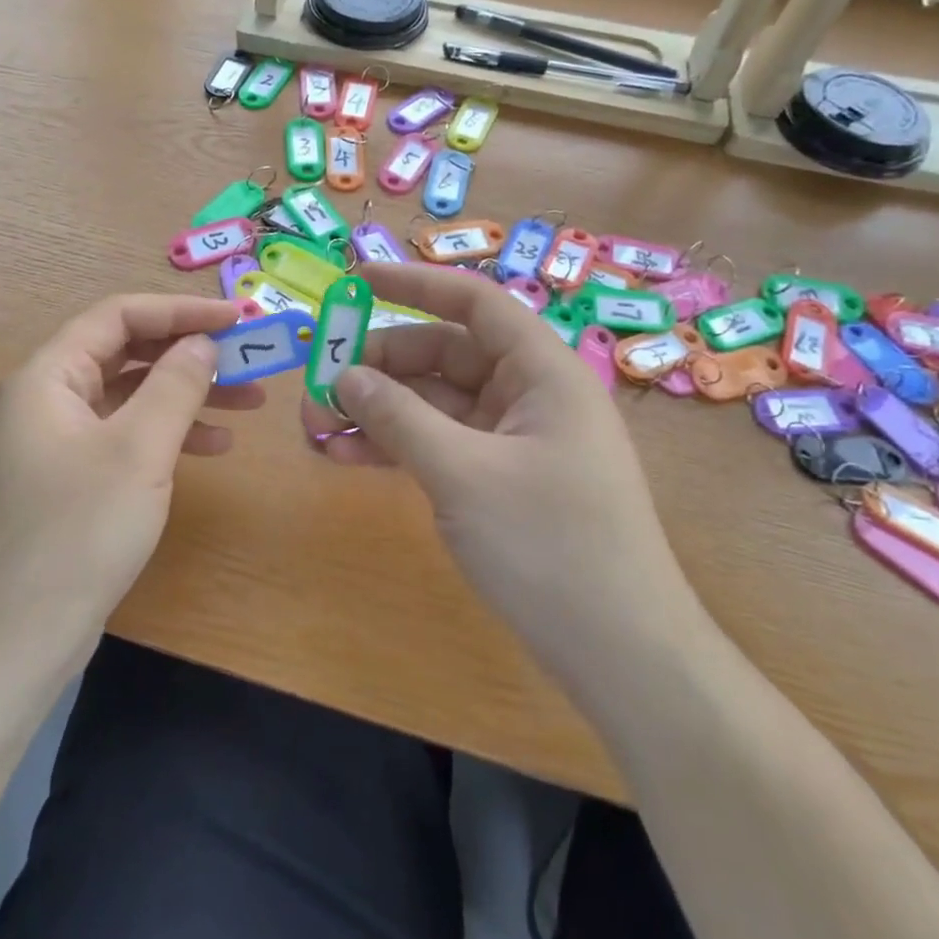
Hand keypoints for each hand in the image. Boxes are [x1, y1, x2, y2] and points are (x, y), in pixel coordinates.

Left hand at [0, 294, 261, 681]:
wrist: (10, 642)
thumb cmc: (75, 533)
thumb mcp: (138, 451)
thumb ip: (175, 385)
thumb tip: (202, 342)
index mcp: (48, 377)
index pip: (119, 316)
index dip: (182, 310)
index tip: (239, 319)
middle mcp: (46, 399)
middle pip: (126, 354)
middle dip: (190, 354)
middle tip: (250, 361)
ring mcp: (55, 443)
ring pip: (130, 397)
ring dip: (187, 395)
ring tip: (248, 404)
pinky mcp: (68, 480)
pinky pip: (124, 436)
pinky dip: (167, 435)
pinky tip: (212, 448)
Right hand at [303, 265, 697, 668]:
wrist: (620, 655)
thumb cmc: (550, 546)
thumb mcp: (462, 475)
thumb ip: (399, 417)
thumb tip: (344, 375)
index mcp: (541, 371)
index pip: (474, 303)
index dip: (414, 284)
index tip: (355, 283)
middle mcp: (528, 394)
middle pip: (442, 355)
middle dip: (378, 367)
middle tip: (318, 385)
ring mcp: (513, 439)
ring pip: (433, 404)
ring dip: (378, 410)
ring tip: (318, 427)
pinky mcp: (498, 478)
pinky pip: (439, 444)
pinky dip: (397, 446)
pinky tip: (347, 457)